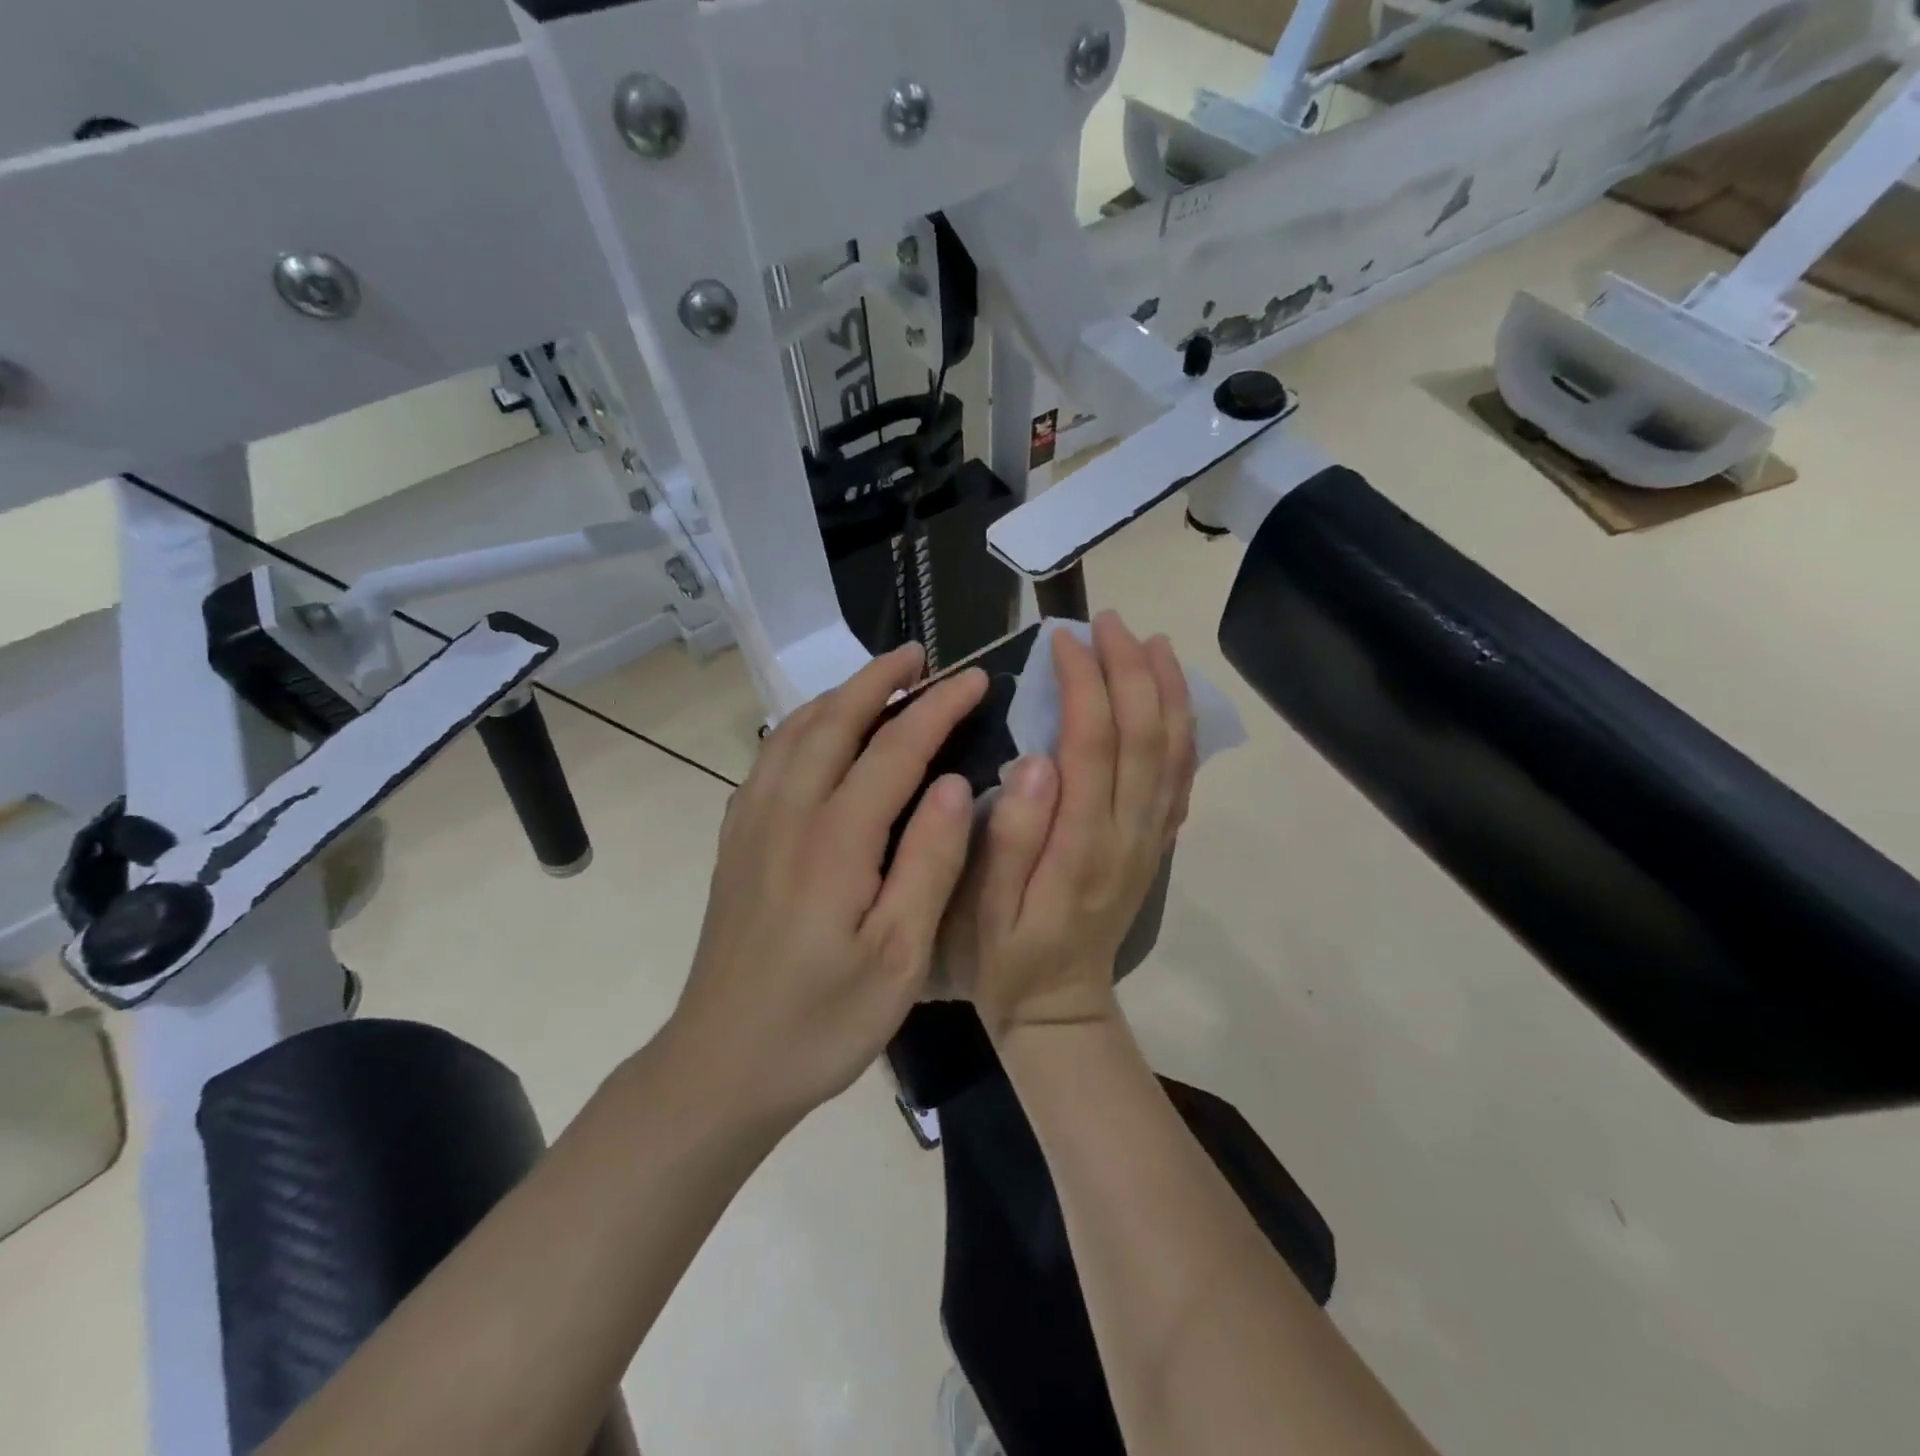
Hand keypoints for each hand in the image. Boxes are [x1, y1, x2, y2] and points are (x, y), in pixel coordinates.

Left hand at [668, 645, 985, 1127]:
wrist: (721, 1064)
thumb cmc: (822, 1021)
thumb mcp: (899, 958)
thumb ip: (930, 863)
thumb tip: (955, 784)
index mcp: (835, 839)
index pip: (896, 748)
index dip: (939, 708)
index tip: (976, 679)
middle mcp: (787, 813)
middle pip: (835, 720)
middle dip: (880, 678)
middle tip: (921, 655)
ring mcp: (752, 823)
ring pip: (794, 731)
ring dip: (838, 695)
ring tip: (877, 682)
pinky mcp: (736, 841)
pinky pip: (769, 758)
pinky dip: (801, 725)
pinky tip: (817, 735)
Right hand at [955, 613, 1196, 1041]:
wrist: (1059, 1007)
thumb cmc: (1006, 957)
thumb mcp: (985, 910)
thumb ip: (1010, 837)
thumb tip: (1033, 761)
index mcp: (1081, 844)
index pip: (1092, 743)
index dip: (1083, 683)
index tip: (1062, 640)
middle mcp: (1128, 833)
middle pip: (1144, 735)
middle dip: (1129, 669)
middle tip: (1107, 622)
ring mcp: (1149, 839)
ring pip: (1174, 751)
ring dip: (1167, 690)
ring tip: (1152, 642)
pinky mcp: (1154, 845)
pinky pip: (1182, 779)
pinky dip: (1184, 731)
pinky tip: (1175, 700)